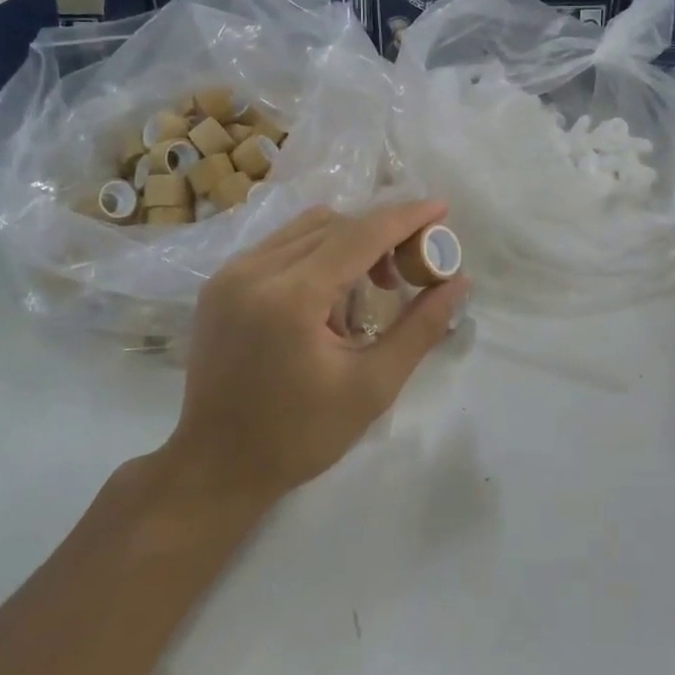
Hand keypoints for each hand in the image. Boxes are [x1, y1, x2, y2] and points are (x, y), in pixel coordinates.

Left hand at [164, 202, 468, 506]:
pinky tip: (329, 297)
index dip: (406, 217)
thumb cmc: (300, 435)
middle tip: (412, 267)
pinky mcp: (221, 282)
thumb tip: (459, 281)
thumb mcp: (373, 386)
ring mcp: (231, 273)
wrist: (215, 467)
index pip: (361, 235)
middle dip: (381, 235)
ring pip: (307, 229)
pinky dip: (318, 254)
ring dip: (349, 242)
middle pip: (336, 225)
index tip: (442, 207)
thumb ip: (420, 328)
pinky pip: (282, 245)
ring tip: (371, 287)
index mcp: (292, 298)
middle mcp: (255, 270)